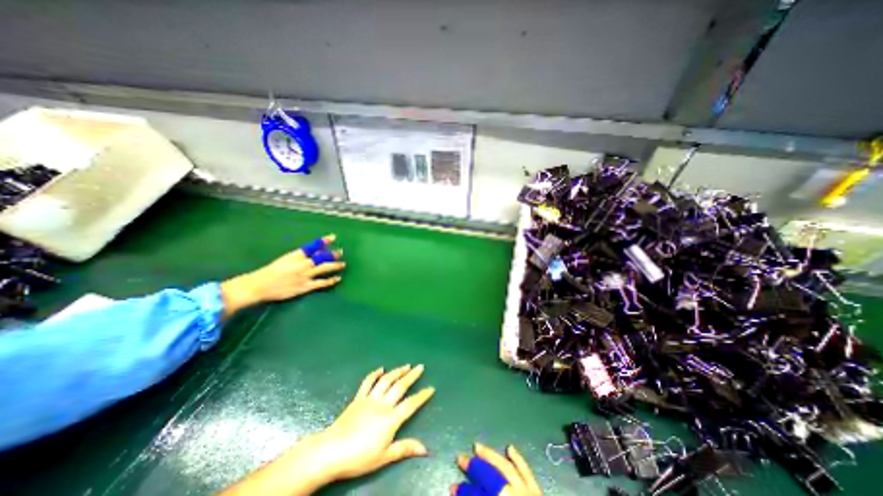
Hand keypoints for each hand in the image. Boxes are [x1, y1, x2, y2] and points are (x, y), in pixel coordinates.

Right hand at [219, 232, 343, 317]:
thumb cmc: (270, 272)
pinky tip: (338, 278)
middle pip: (321, 257)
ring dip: (335, 265)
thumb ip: (299, 257)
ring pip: (324, 268)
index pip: (312, 246)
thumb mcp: (284, 259)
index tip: (333, 237)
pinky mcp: (305, 287)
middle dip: (332, 254)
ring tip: (343, 263)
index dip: (323, 241)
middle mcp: (302, 264)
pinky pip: (321, 283)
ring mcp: (304, 275)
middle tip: (341, 251)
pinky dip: (331, 281)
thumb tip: (312, 254)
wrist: (258, 286)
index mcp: (295, 255)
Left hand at [308, 364, 435, 479]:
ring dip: (397, 372)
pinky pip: (367, 382)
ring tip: (406, 365)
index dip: (422, 396)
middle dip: (412, 376)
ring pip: (386, 381)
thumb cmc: (359, 457)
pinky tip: (380, 369)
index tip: (431, 388)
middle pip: (400, 386)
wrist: (331, 451)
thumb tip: (425, 449)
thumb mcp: (384, 457)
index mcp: (390, 419)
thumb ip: (404, 448)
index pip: (410, 404)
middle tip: (420, 367)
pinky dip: (374, 374)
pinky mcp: (358, 398)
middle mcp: (383, 404)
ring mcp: (370, 399)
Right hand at [451, 443, 542, 493]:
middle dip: (473, 467)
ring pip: (505, 467)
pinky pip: (527, 471)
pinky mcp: (538, 491)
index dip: (463, 491)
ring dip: (490, 456)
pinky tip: (510, 448)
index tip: (452, 488)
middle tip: (460, 457)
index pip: (476, 494)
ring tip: (477, 446)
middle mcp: (512, 495)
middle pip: (489, 476)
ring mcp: (526, 492)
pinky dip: (518, 459)